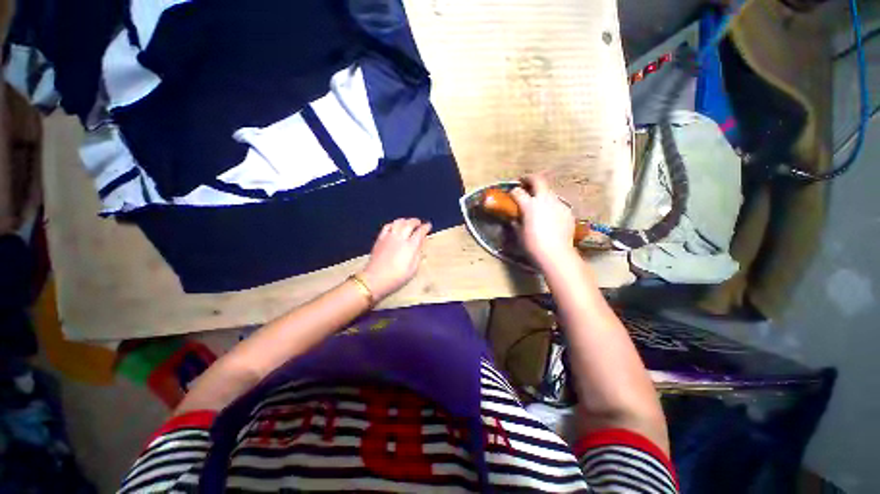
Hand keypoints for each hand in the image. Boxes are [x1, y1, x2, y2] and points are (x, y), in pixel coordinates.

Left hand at [358, 218, 431, 300]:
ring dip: (405, 220)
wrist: (375, 279)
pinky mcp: (380, 239)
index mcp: (410, 246)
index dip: (425, 228)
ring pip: (398, 222)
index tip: (429, 225)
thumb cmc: (397, 277)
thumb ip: (418, 255)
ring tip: (408, 222)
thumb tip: (421, 245)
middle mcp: (400, 238)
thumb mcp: (413, 269)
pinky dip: (393, 224)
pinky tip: (395, 226)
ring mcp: (389, 237)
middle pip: (409, 224)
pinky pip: (387, 226)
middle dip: (415, 222)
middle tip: (419, 222)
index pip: (420, 232)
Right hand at [510, 175, 578, 267]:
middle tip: (524, 182)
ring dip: (542, 193)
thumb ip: (516, 222)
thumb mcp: (519, 233)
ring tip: (538, 202)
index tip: (511, 194)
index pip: (518, 192)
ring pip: (549, 192)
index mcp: (530, 205)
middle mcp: (545, 199)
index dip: (513, 192)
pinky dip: (551, 205)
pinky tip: (550, 216)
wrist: (556, 254)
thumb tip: (515, 217)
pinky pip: (557, 204)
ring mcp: (558, 204)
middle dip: (529, 179)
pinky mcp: (567, 211)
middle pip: (538, 180)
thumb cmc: (533, 245)